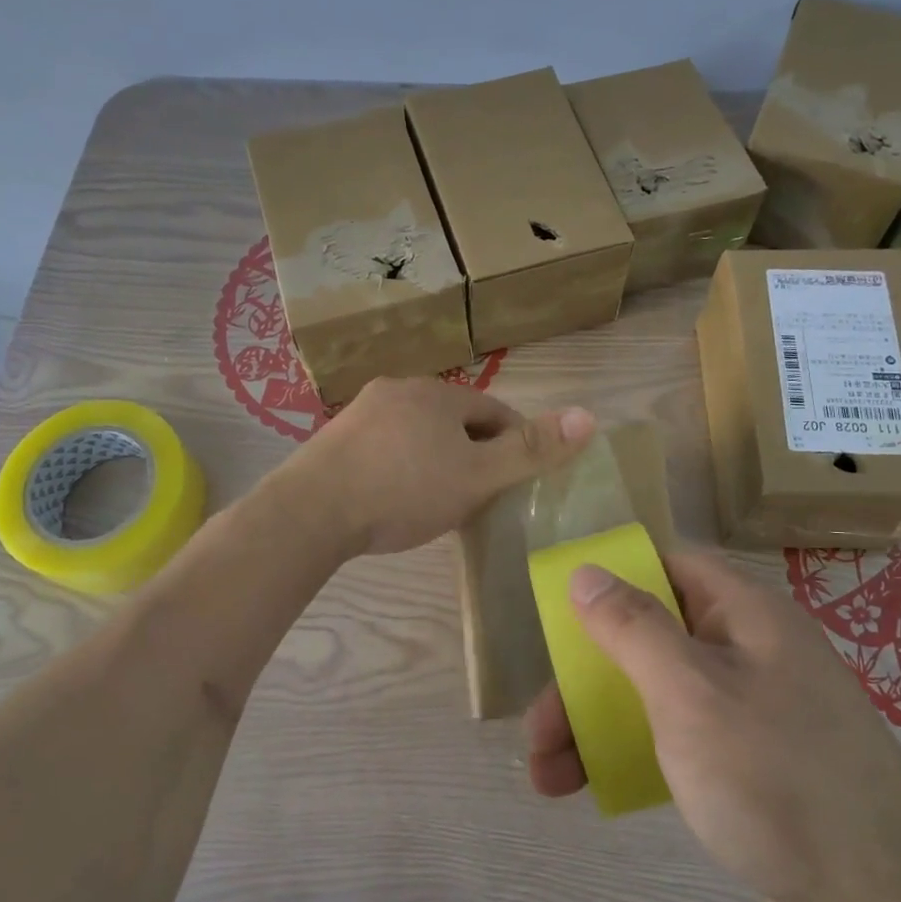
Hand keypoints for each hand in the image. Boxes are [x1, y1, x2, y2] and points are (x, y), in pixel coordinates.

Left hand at [282, 377, 595, 555]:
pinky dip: (402, 466)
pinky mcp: (335, 439)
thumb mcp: (478, 475)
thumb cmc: (404, 490)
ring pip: (418, 433)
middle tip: (482, 495)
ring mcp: (363, 412)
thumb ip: (532, 450)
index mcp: (439, 394)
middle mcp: (401, 390)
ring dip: (437, 458)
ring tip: (441, 500)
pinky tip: (396, 497)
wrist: (310, 511)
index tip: (520, 479)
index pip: (495, 412)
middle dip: (475, 452)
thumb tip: (589, 415)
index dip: (515, 443)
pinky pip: (386, 447)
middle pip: (456, 420)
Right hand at [524, 550, 900, 901]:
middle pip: (650, 637)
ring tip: (546, 776)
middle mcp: (748, 649)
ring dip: (596, 724)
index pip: (668, 566)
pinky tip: (595, 787)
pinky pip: (676, 736)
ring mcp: (750, 707)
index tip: (562, 614)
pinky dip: (633, 752)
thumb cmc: (775, 778)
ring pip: (655, 692)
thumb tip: (586, 571)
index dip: (613, 579)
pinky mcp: (748, 761)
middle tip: (538, 729)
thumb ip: (633, 628)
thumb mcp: (690, 694)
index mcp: (745, 613)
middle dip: (585, 679)